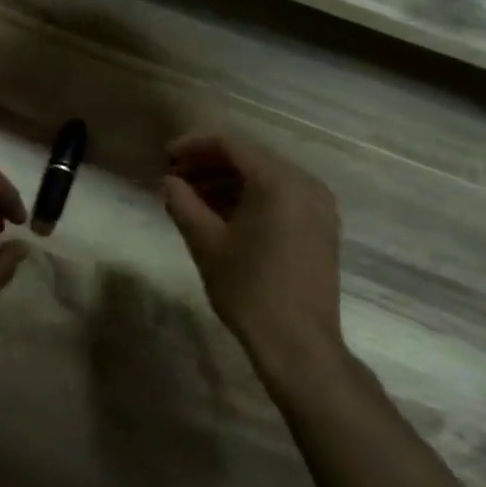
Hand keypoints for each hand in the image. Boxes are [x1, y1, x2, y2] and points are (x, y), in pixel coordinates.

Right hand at [162, 129, 343, 363]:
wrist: (297, 342)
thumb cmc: (248, 288)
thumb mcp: (205, 243)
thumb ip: (183, 203)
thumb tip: (169, 181)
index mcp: (278, 182)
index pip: (230, 145)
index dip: (193, 146)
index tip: (164, 157)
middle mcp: (305, 184)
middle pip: (250, 157)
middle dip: (209, 163)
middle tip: (175, 176)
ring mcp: (319, 206)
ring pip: (266, 177)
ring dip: (227, 180)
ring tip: (192, 196)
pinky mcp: (321, 227)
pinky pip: (281, 196)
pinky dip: (250, 196)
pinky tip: (222, 213)